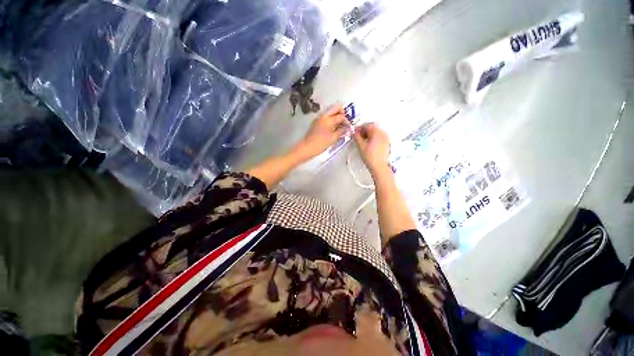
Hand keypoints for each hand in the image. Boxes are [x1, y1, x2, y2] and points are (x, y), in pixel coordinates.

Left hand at [295, 104, 349, 160]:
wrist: (308, 147)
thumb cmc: (322, 143)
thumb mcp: (334, 138)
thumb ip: (341, 131)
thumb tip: (346, 128)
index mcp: (329, 119)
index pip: (341, 116)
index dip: (347, 121)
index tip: (349, 127)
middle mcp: (324, 116)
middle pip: (335, 108)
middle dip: (342, 113)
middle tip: (345, 121)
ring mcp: (319, 118)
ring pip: (330, 112)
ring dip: (336, 116)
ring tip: (340, 125)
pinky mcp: (316, 122)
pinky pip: (326, 117)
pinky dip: (331, 120)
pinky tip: (333, 128)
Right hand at [353, 123, 390, 175]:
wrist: (379, 166)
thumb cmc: (371, 157)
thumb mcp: (361, 146)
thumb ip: (356, 137)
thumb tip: (354, 132)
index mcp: (377, 132)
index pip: (367, 125)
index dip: (359, 128)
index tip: (354, 131)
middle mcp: (382, 133)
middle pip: (372, 127)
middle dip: (364, 130)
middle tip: (357, 135)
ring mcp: (385, 138)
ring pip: (375, 131)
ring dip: (368, 134)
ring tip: (362, 140)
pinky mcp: (386, 142)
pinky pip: (379, 136)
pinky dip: (373, 137)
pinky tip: (368, 143)